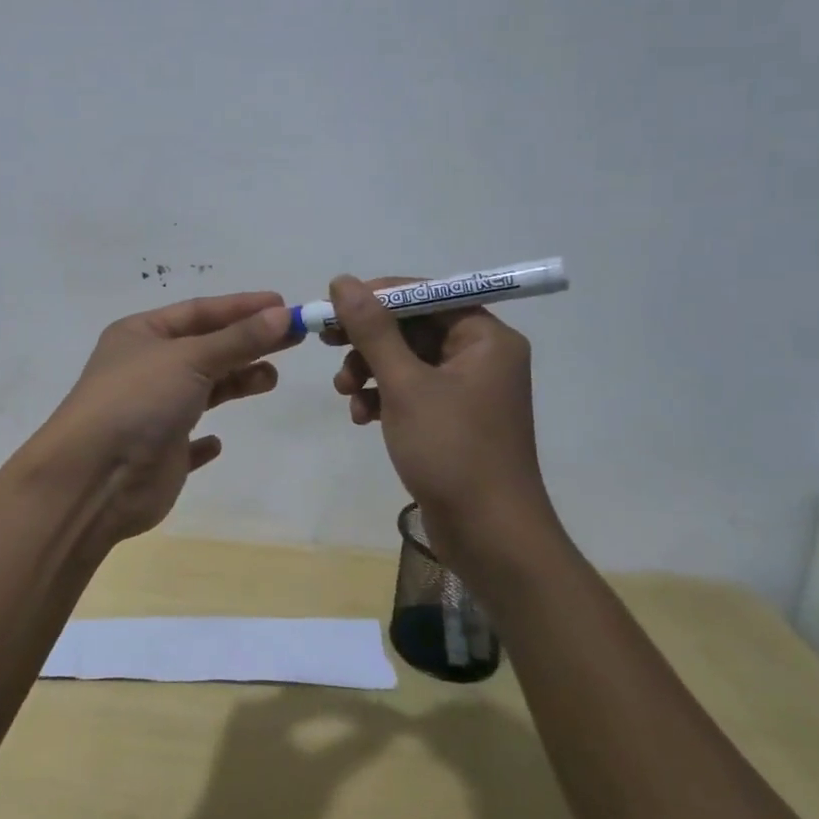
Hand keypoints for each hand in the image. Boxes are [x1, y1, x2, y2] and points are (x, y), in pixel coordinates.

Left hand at [37, 291, 295, 541]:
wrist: (95, 479)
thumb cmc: (138, 401)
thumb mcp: (190, 359)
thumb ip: (237, 339)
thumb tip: (282, 314)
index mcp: (141, 334)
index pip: (198, 311)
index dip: (241, 307)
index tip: (284, 306)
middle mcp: (145, 368)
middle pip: (205, 347)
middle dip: (247, 342)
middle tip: (294, 339)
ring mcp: (151, 411)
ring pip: (202, 389)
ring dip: (235, 381)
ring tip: (270, 378)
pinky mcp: (160, 453)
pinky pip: (188, 440)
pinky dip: (205, 439)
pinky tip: (219, 442)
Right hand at [324, 275, 556, 556]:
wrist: (490, 538)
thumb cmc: (452, 451)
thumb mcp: (404, 385)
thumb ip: (372, 330)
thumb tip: (343, 281)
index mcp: (485, 338)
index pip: (426, 295)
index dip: (378, 297)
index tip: (335, 306)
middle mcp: (481, 356)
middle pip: (413, 327)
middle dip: (368, 339)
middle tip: (327, 342)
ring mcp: (467, 390)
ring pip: (406, 360)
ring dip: (370, 370)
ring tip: (344, 392)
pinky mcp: (452, 419)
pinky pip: (411, 390)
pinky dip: (383, 397)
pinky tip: (361, 416)